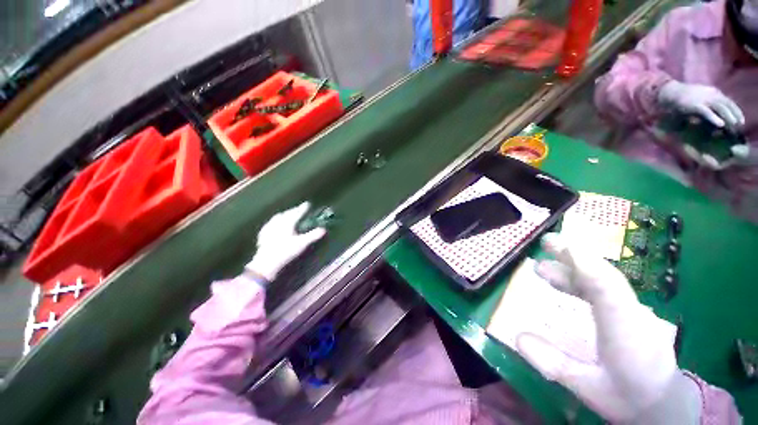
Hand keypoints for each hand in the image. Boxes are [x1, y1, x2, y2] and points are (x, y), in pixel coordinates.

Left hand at [246, 202, 325, 281]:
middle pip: (287, 213)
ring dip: (284, 214)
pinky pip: (270, 224)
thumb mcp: (302, 244)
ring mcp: (269, 227)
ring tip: (287, 214)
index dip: (303, 208)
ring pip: (277, 217)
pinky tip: (274, 225)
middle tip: (299, 209)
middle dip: (294, 210)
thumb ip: (313, 235)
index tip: (307, 203)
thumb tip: (323, 229)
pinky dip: (275, 222)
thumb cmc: (286, 251)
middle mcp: (278, 222)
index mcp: (287, 223)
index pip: (297, 213)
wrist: (267, 262)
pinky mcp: (263, 234)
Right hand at [515, 234, 700, 423]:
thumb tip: (518, 337)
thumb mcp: (589, 389)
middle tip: (545, 243)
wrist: (666, 406)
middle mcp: (633, 313)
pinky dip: (581, 279)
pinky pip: (605, 289)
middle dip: (575, 256)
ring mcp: (634, 311)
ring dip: (574, 267)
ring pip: (604, 280)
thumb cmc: (629, 399)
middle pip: (605, 276)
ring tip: (542, 266)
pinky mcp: (630, 313)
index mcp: (627, 331)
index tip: (559, 244)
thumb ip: (554, 364)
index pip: (608, 288)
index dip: (583, 263)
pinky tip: (563, 283)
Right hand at [658, 81, 744, 129]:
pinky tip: (720, 125)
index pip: (728, 101)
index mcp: (713, 92)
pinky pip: (707, 112)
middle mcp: (711, 94)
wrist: (670, 93)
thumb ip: (708, 104)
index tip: (740, 119)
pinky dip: (714, 118)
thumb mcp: (700, 98)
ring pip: (720, 107)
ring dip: (728, 116)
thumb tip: (716, 112)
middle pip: (727, 104)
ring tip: (733, 126)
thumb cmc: (683, 98)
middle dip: (735, 114)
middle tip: (739, 125)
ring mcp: (703, 99)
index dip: (736, 110)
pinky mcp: (695, 105)